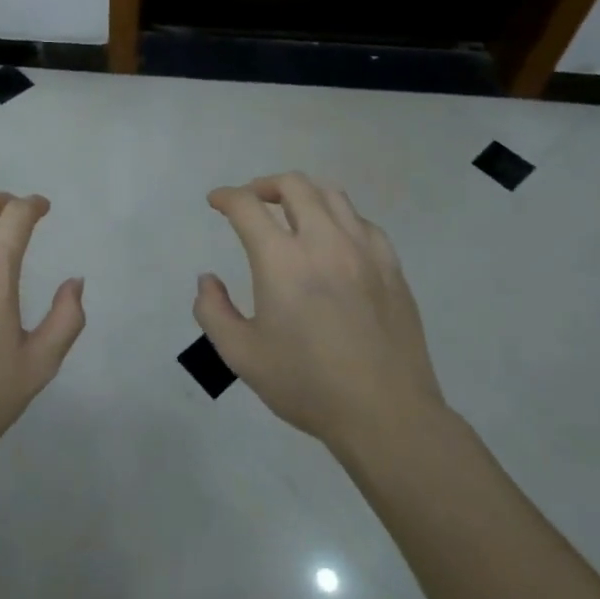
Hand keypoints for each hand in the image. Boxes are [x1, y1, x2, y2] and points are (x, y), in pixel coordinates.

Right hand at [196, 173, 445, 454]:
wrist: (386, 414)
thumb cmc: (307, 385)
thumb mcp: (242, 355)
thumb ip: (213, 311)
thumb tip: (208, 280)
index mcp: (282, 260)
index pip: (247, 206)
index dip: (226, 197)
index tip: (217, 202)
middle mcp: (323, 242)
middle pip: (293, 185)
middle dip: (264, 185)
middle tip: (252, 202)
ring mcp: (363, 250)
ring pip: (332, 194)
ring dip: (303, 194)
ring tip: (291, 212)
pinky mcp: (391, 266)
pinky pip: (362, 222)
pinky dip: (339, 218)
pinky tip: (334, 240)